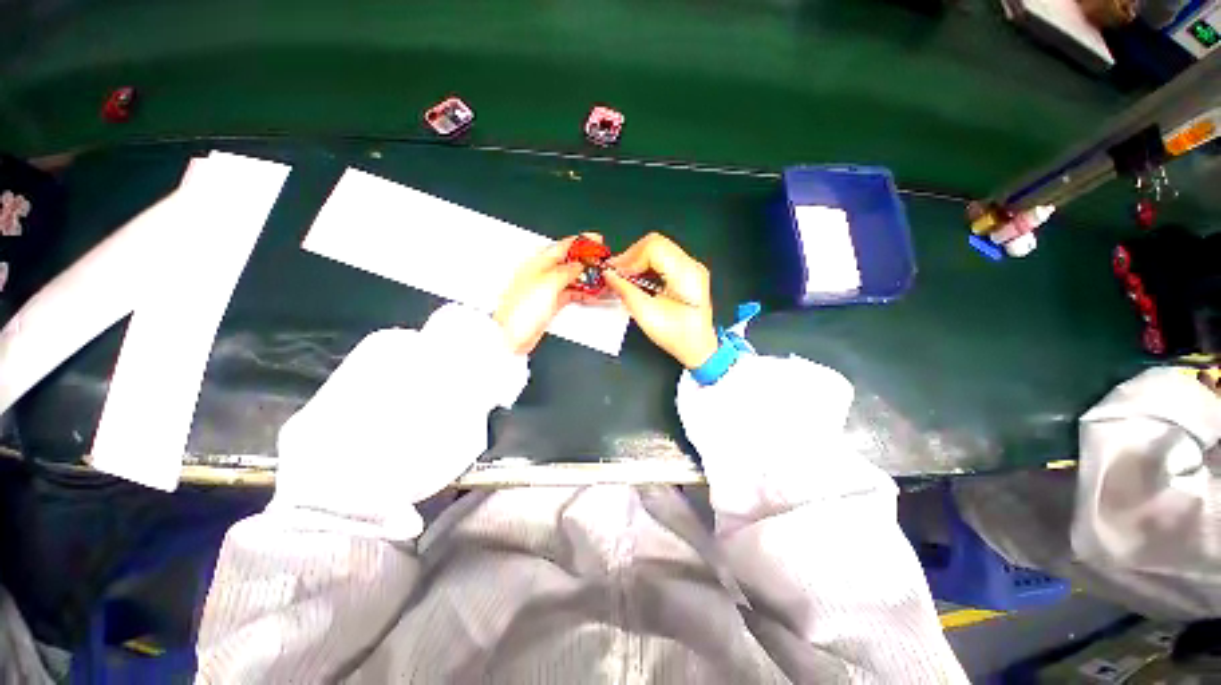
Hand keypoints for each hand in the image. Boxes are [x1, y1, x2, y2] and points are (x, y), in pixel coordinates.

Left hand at [493, 235, 592, 353]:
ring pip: (571, 279)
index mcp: (538, 263)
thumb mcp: (548, 283)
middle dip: (587, 261)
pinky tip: (591, 294)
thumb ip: (566, 271)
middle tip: (602, 262)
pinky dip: (582, 293)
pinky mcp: (550, 304)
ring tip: (601, 279)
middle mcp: (542, 274)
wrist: (511, 335)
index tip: (596, 240)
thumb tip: (579, 265)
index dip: (581, 242)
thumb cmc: (519, 309)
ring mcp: (547, 289)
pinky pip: (570, 293)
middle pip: (568, 262)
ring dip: (587, 278)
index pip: (563, 246)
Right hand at [605, 233, 718, 368]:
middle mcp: (691, 265)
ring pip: (657, 249)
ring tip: (622, 277)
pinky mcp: (685, 272)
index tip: (615, 272)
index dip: (630, 256)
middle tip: (615, 273)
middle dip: (631, 256)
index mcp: (686, 275)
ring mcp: (690, 267)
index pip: (654, 247)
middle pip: (655, 244)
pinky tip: (635, 278)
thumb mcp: (647, 315)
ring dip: (636, 260)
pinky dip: (644, 265)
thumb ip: (625, 291)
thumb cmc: (677, 336)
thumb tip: (609, 275)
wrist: (698, 348)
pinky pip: (661, 259)